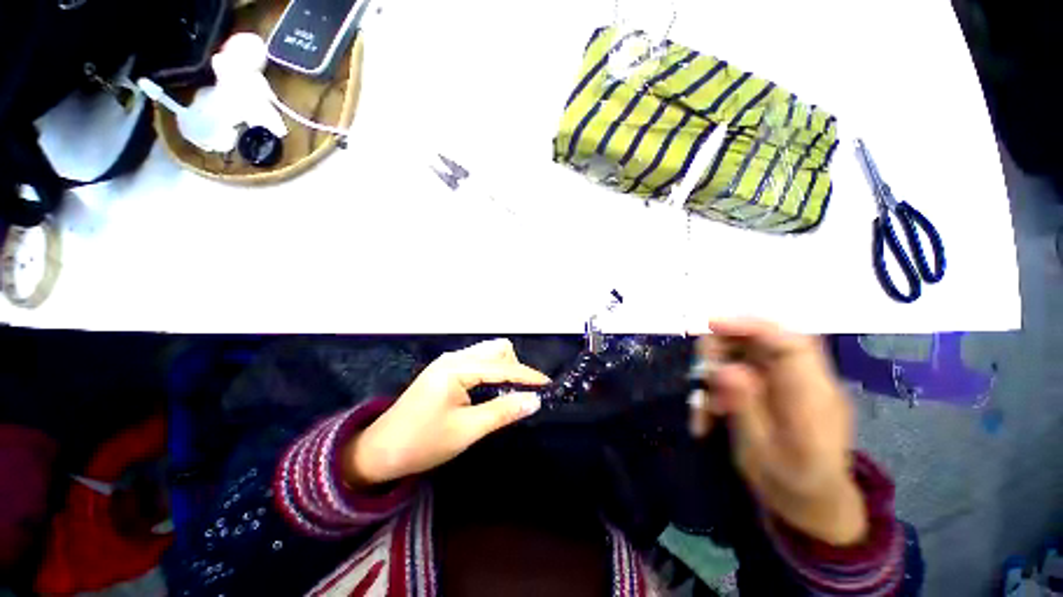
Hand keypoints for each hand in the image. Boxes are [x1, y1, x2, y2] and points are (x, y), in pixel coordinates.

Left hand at [342, 339, 549, 486]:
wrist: (379, 452)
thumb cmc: (422, 443)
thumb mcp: (466, 430)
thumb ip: (503, 411)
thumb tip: (535, 400)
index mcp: (457, 368)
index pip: (502, 366)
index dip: (527, 376)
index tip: (547, 386)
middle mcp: (454, 358)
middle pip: (496, 349)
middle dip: (515, 367)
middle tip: (522, 393)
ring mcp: (448, 362)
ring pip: (487, 353)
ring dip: (504, 368)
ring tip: (510, 393)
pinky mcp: (446, 371)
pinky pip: (478, 362)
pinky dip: (492, 372)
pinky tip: (492, 390)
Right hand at [690, 319, 867, 545]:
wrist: (813, 503)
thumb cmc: (793, 487)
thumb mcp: (764, 455)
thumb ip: (746, 408)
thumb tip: (724, 368)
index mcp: (814, 398)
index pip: (791, 344)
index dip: (751, 325)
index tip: (710, 324)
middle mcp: (802, 380)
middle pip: (761, 340)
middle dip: (721, 348)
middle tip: (701, 375)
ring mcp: (785, 383)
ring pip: (743, 353)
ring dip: (714, 371)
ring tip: (705, 408)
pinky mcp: (769, 387)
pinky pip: (736, 372)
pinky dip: (716, 388)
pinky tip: (708, 415)